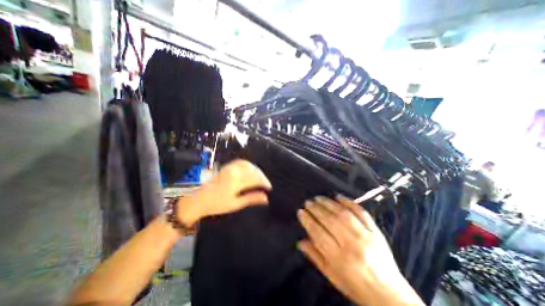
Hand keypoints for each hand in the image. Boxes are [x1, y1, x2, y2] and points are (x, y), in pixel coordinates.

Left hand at [179, 160, 270, 226]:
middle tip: (266, 184)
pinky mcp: (227, 166)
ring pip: (248, 164)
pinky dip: (249, 165)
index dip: (264, 182)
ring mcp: (230, 167)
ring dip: (256, 170)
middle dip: (262, 176)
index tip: (269, 188)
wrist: (199, 199)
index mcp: (236, 181)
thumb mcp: (236, 204)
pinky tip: (251, 170)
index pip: (255, 178)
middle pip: (253, 170)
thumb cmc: (217, 204)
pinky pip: (241, 162)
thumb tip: (266, 198)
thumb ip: (251, 198)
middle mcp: (234, 171)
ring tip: (260, 177)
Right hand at [297, 196, 422, 305]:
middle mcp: (352, 245)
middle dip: (316, 209)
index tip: (300, 211)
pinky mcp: (376, 230)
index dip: (308, 220)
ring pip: (343, 214)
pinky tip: (338, 196)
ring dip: (328, 203)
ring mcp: (366, 235)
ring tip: (318, 198)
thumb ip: (315, 257)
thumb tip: (300, 241)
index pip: (318, 233)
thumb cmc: (356, 286)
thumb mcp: (332, 276)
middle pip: (330, 221)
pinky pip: (361, 212)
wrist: (390, 294)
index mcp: (340, 259)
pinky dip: (348, 202)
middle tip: (308, 202)